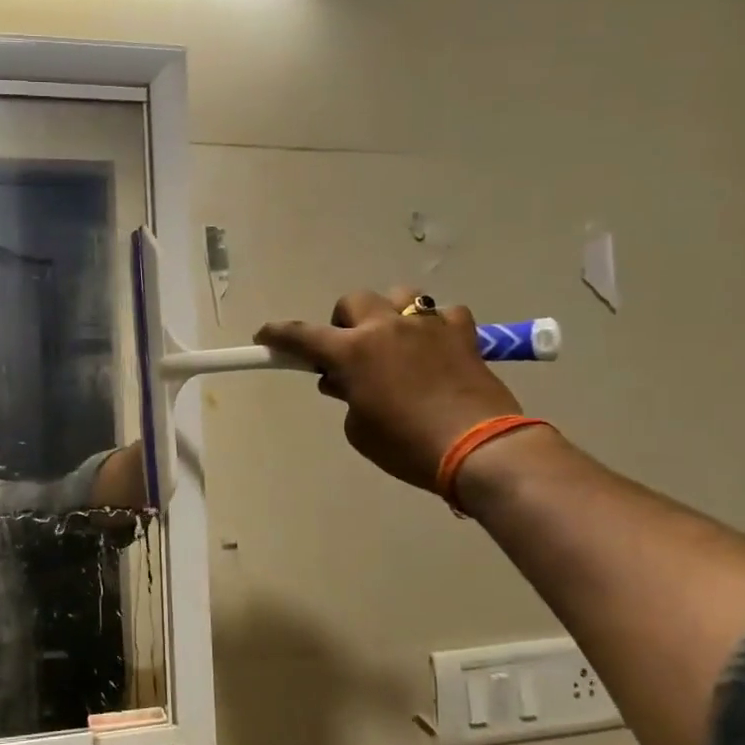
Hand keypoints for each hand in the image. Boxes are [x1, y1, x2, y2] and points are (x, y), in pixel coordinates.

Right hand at [256, 289, 521, 491]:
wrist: (479, 448)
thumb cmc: (407, 445)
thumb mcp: (359, 429)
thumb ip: (347, 397)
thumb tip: (345, 381)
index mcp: (353, 351)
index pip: (302, 334)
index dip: (278, 334)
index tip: (265, 336)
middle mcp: (386, 327)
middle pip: (353, 301)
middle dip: (344, 322)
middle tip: (349, 353)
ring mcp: (428, 325)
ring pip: (399, 296)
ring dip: (389, 315)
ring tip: (395, 343)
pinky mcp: (463, 333)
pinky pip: (443, 314)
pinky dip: (433, 327)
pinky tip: (435, 347)